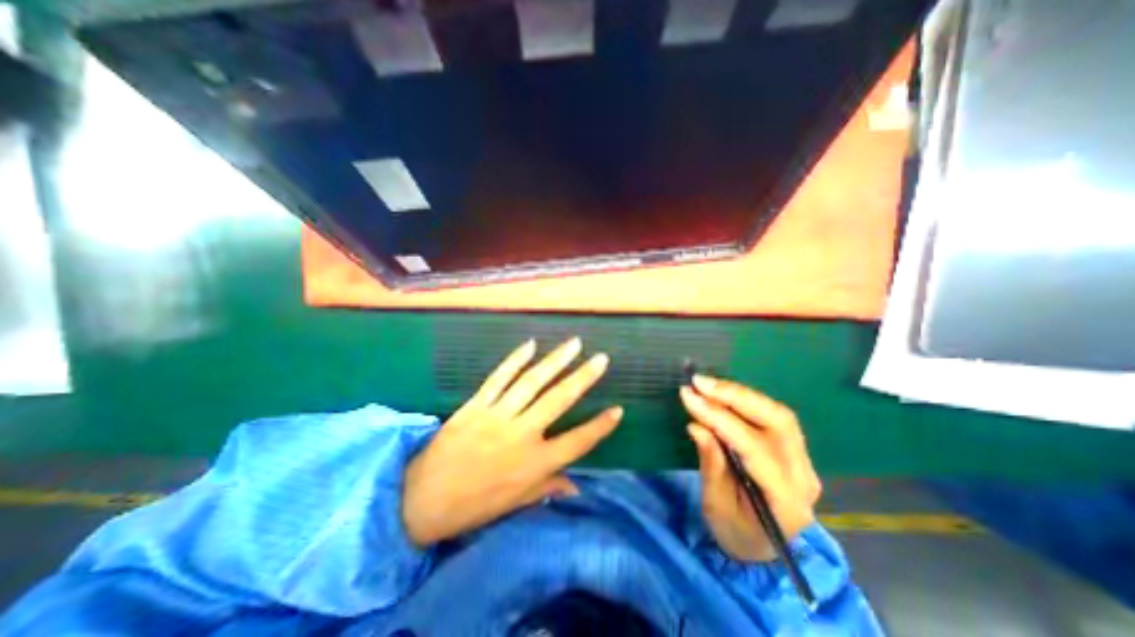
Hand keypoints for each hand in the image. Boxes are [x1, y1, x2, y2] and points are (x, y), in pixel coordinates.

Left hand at [404, 339, 624, 547]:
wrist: (419, 500)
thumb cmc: (473, 506)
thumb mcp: (515, 504)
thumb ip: (547, 489)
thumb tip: (577, 488)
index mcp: (534, 465)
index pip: (577, 442)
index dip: (600, 427)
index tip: (618, 410)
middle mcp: (521, 435)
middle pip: (559, 401)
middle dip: (583, 378)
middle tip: (601, 358)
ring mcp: (498, 416)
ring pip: (532, 382)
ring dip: (555, 361)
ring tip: (574, 344)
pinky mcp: (476, 405)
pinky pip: (499, 378)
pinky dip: (515, 360)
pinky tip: (530, 345)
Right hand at [678, 376, 821, 560]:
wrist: (763, 551)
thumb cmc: (737, 534)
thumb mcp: (716, 507)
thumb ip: (711, 465)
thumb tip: (697, 426)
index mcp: (785, 501)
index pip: (754, 448)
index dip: (720, 418)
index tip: (689, 397)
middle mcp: (803, 476)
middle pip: (777, 421)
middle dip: (734, 396)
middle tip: (699, 382)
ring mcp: (803, 461)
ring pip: (777, 413)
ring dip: (739, 393)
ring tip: (706, 385)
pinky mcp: (794, 450)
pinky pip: (772, 416)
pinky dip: (744, 400)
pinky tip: (721, 394)